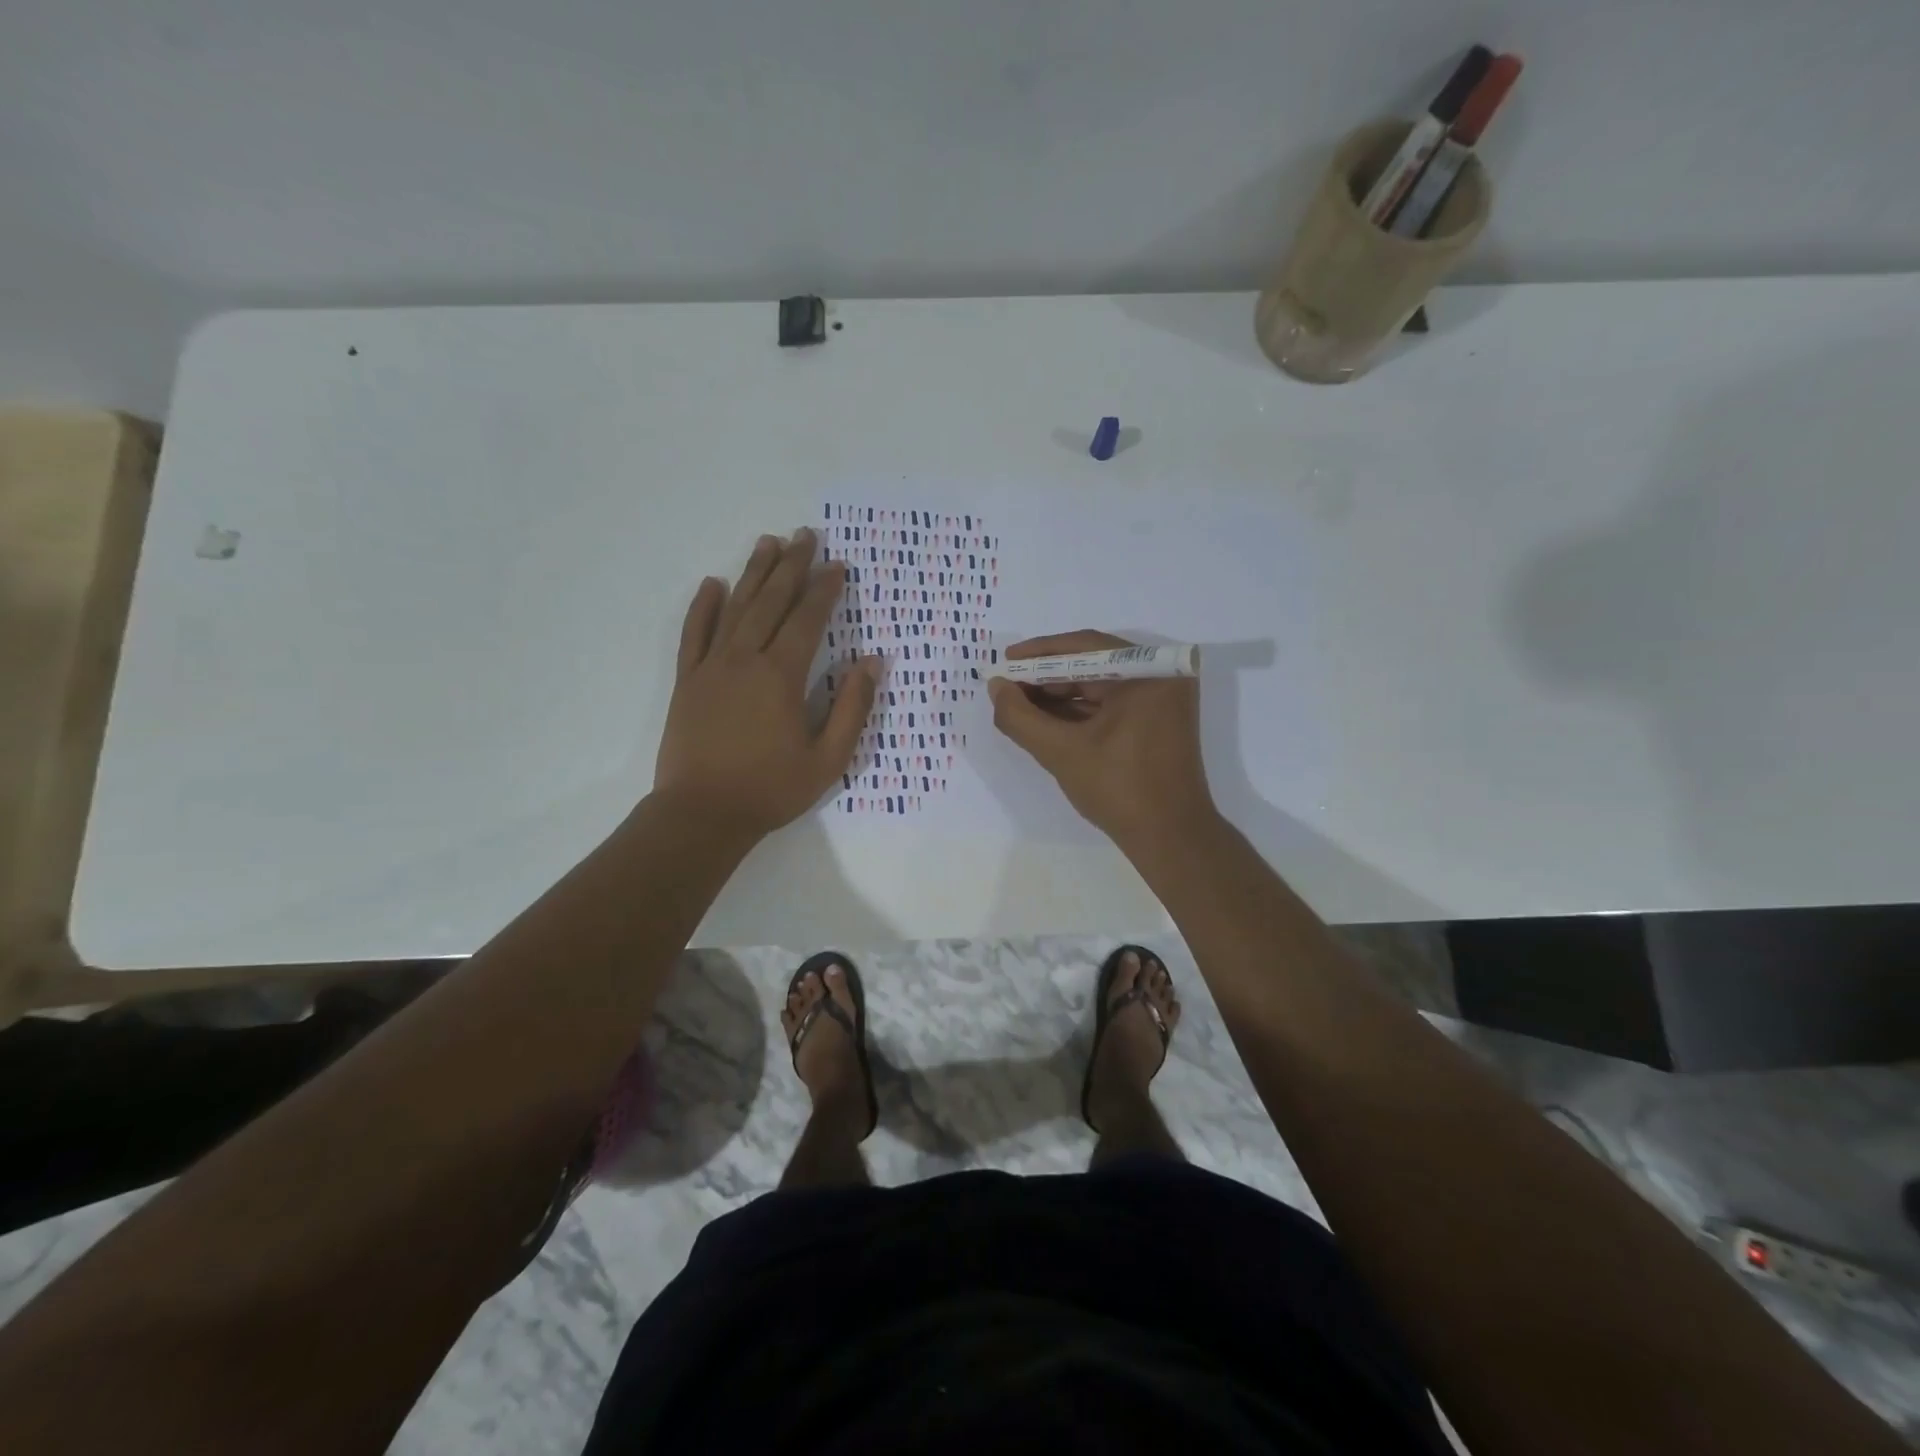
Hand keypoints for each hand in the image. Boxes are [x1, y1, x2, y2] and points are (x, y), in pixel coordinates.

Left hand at [653, 529, 878, 837]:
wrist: (702, 814)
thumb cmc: (771, 789)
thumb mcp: (828, 758)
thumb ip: (852, 708)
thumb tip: (871, 662)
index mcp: (782, 676)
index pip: (807, 620)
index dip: (825, 591)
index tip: (839, 566)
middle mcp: (745, 659)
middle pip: (771, 602)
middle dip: (791, 566)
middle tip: (805, 535)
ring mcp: (711, 667)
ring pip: (735, 608)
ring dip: (753, 573)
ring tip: (768, 542)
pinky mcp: (687, 681)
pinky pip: (694, 633)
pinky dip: (703, 606)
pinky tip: (712, 584)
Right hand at [987, 630, 1216, 848]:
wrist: (1170, 839)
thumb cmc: (1119, 789)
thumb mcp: (1061, 752)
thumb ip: (1021, 717)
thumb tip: (995, 687)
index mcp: (1148, 673)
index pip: (1084, 647)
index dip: (1039, 654)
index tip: (1005, 660)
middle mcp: (1160, 678)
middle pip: (1092, 664)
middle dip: (1046, 677)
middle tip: (1008, 687)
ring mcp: (1162, 700)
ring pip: (1100, 686)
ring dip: (1059, 696)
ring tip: (1019, 705)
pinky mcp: (1157, 722)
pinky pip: (1112, 705)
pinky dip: (1079, 712)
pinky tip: (1045, 720)